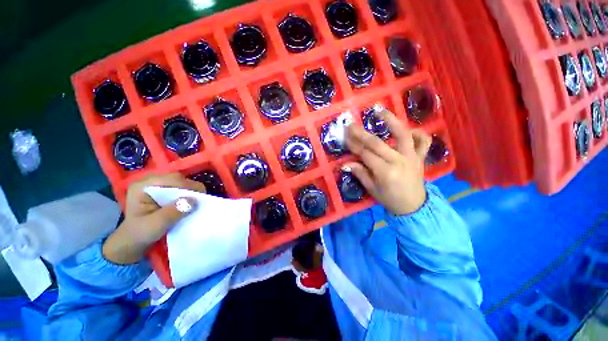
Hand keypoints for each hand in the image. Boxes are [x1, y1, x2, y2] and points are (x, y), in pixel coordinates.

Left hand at [102, 173, 205, 263]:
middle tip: (200, 199)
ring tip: (197, 201)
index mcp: (142, 186)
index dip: (187, 186)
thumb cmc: (141, 233)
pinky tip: (190, 201)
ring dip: (190, 191)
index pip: (170, 179)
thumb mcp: (155, 225)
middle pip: (177, 178)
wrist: (134, 240)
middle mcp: (150, 181)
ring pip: (181, 182)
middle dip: (190, 188)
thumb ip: (172, 212)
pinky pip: (180, 187)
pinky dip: (188, 193)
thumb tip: (193, 201)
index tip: (200, 197)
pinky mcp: (164, 190)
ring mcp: (157, 185)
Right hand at [344, 106, 430, 215]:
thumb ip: (360, 174)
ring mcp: (412, 157)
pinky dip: (418, 132)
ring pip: (402, 134)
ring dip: (391, 121)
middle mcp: (399, 161)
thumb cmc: (389, 199)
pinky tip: (408, 129)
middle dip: (361, 133)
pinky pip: (424, 141)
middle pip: (377, 143)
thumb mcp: (372, 189)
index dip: (353, 145)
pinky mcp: (420, 157)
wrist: (414, 206)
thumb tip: (346, 164)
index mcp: (385, 172)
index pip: (365, 154)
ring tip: (380, 110)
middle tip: (351, 124)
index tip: (344, 137)